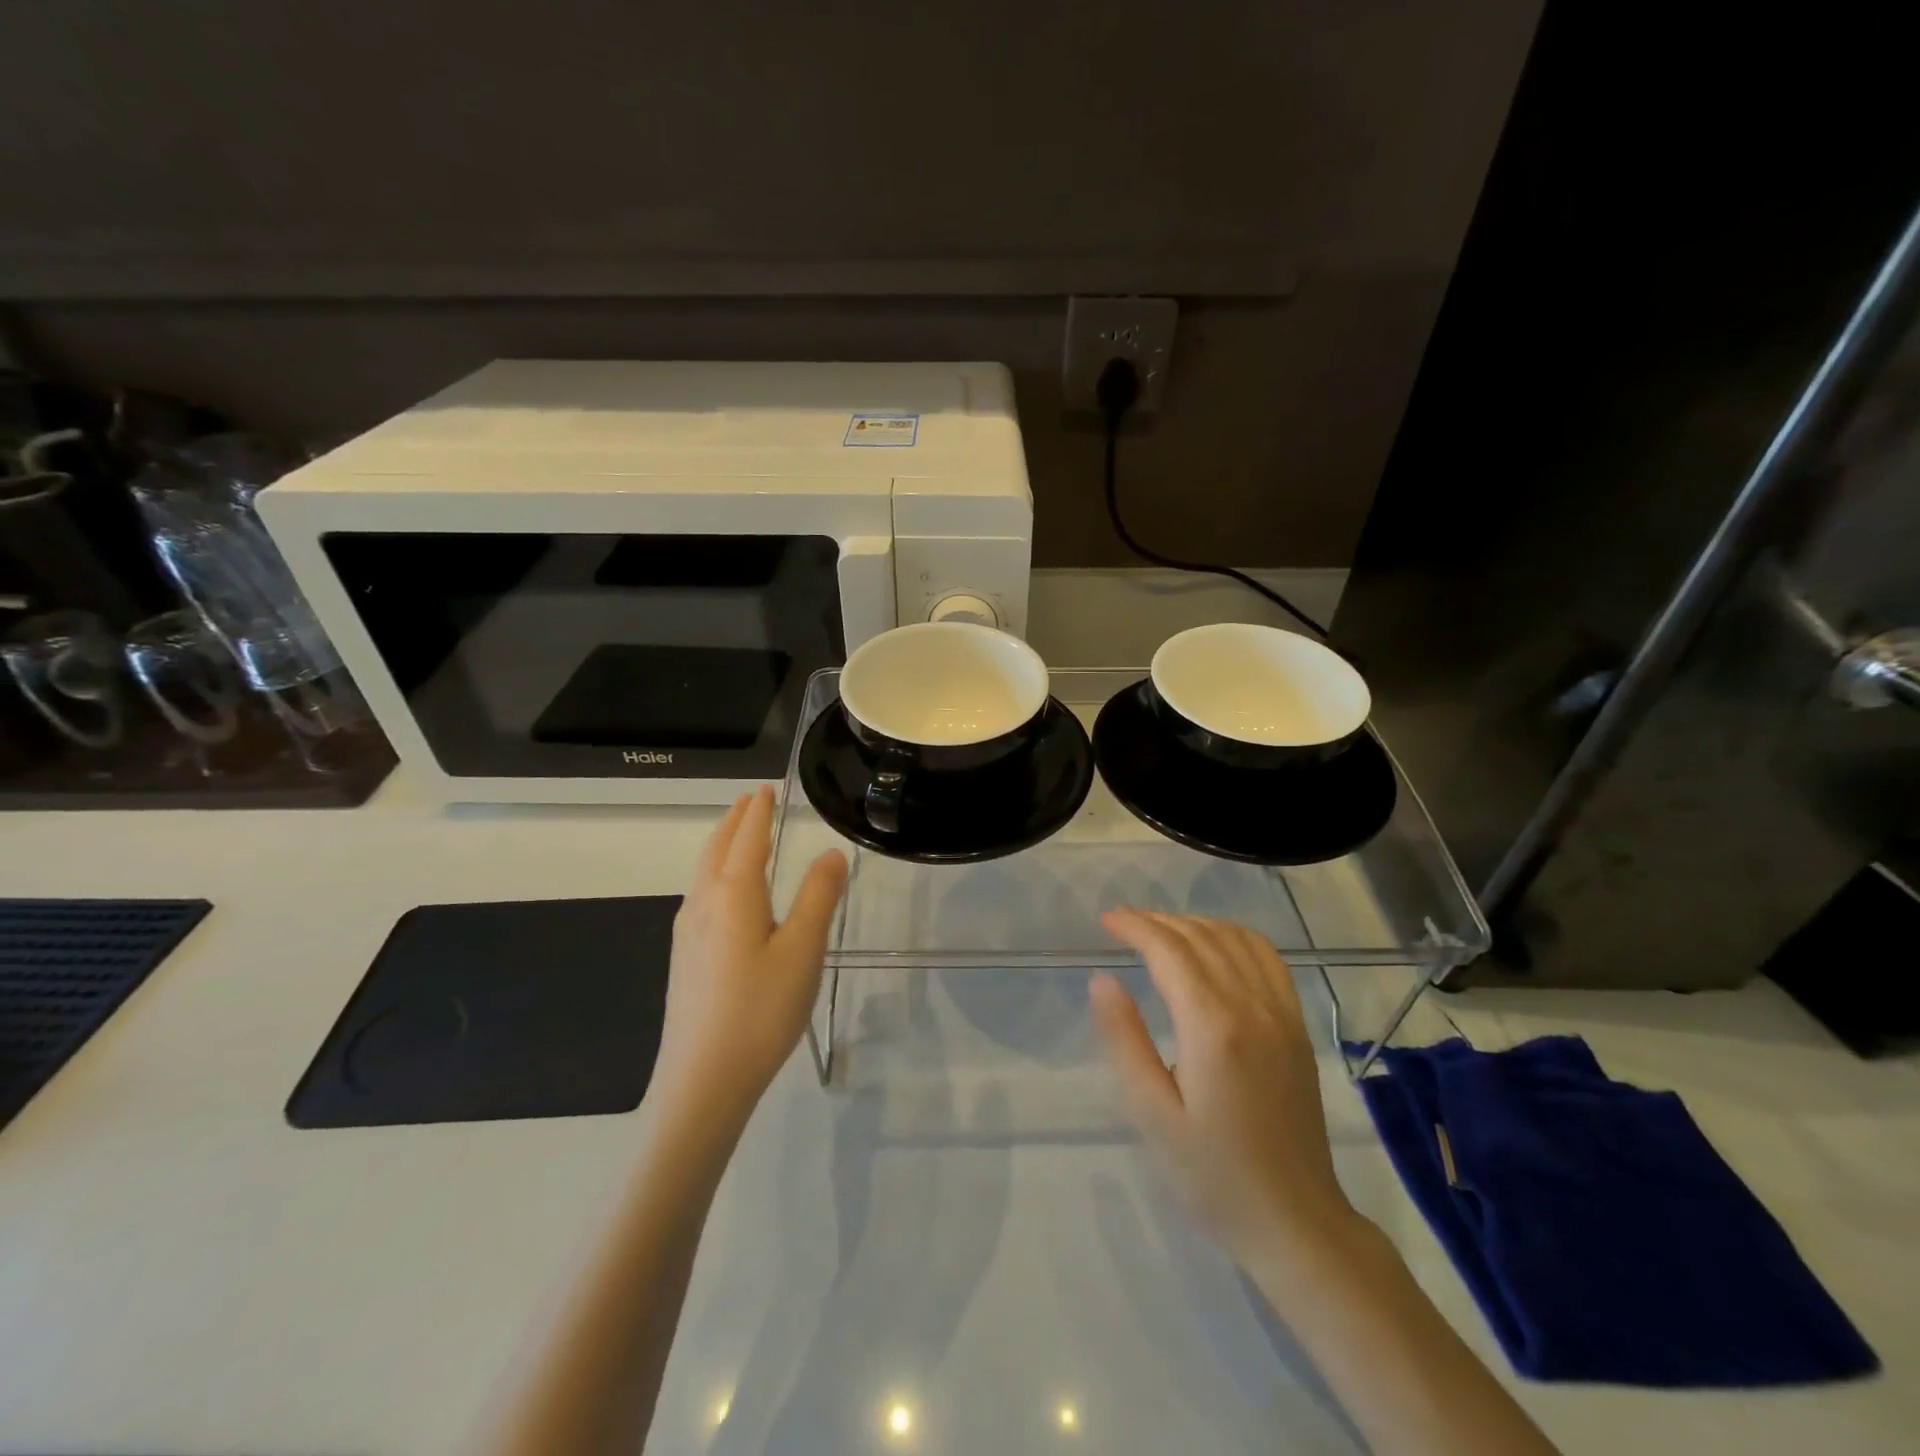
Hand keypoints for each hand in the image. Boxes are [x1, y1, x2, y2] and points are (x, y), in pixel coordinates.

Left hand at [651, 786, 847, 1127]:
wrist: (703, 1081)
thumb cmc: (761, 1010)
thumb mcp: (803, 951)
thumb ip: (818, 897)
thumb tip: (831, 853)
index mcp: (733, 894)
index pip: (747, 838)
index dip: (759, 811)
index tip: (766, 788)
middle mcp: (703, 904)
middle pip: (718, 849)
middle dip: (735, 820)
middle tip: (751, 800)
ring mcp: (687, 932)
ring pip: (703, 872)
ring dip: (722, 844)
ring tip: (737, 834)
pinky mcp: (684, 958)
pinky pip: (700, 894)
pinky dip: (714, 872)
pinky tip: (722, 893)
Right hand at [1091, 910, 1356, 1270]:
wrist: (1295, 1220)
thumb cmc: (1212, 1174)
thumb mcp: (1151, 1114)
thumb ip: (1124, 1040)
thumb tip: (1102, 979)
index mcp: (1213, 1027)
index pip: (1170, 950)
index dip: (1135, 926)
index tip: (1106, 920)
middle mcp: (1252, 1006)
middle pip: (1200, 938)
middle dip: (1157, 921)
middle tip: (1122, 924)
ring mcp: (1281, 1014)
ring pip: (1235, 939)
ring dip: (1194, 923)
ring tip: (1159, 931)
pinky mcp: (1296, 1026)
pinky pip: (1267, 958)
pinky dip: (1234, 936)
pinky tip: (1214, 944)